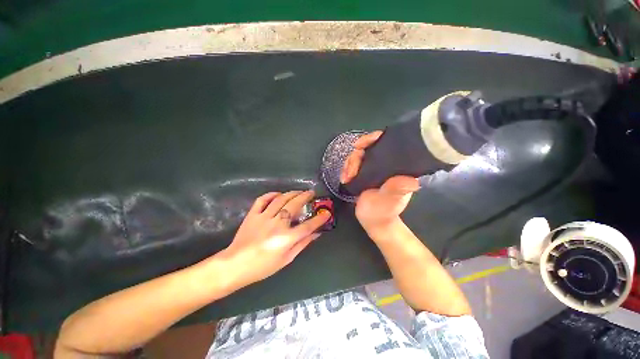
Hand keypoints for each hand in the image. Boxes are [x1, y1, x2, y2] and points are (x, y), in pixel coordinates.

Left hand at [219, 190, 329, 288]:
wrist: (235, 265)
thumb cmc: (263, 266)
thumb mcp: (287, 259)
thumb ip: (303, 244)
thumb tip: (316, 234)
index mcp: (286, 238)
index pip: (308, 226)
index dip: (319, 219)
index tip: (326, 213)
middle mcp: (277, 224)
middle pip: (295, 205)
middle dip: (305, 197)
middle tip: (311, 193)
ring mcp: (264, 217)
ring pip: (281, 199)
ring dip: (292, 193)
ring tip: (299, 191)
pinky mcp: (253, 214)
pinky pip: (262, 200)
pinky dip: (271, 194)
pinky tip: (278, 194)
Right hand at [340, 131, 419, 234]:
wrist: (373, 221)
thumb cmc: (383, 212)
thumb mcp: (389, 201)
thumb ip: (396, 190)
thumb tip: (413, 181)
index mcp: (396, 167)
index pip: (387, 143)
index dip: (373, 139)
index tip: (360, 145)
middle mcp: (386, 164)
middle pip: (368, 148)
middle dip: (355, 157)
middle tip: (350, 173)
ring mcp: (374, 168)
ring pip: (358, 156)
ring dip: (349, 164)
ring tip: (346, 178)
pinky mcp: (364, 173)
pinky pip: (353, 164)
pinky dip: (346, 169)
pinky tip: (345, 178)